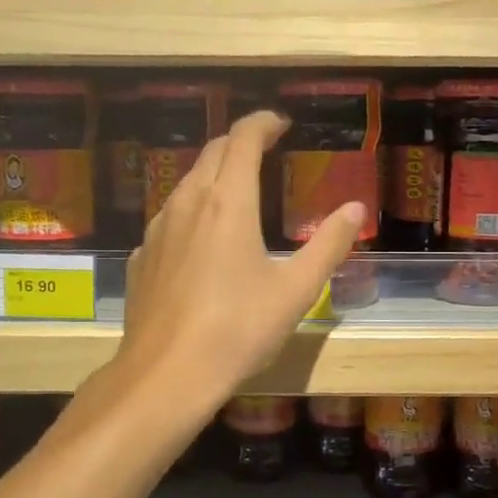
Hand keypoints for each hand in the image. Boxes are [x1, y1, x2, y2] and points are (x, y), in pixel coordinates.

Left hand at [117, 110, 363, 407]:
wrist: (167, 374)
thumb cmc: (239, 329)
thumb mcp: (296, 290)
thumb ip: (329, 245)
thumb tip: (354, 208)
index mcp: (228, 202)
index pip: (243, 139)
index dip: (263, 123)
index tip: (280, 123)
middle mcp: (188, 203)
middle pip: (212, 152)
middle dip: (240, 142)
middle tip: (264, 148)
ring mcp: (158, 229)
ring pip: (187, 182)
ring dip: (214, 173)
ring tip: (237, 188)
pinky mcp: (143, 257)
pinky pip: (170, 216)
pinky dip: (192, 208)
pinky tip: (202, 237)